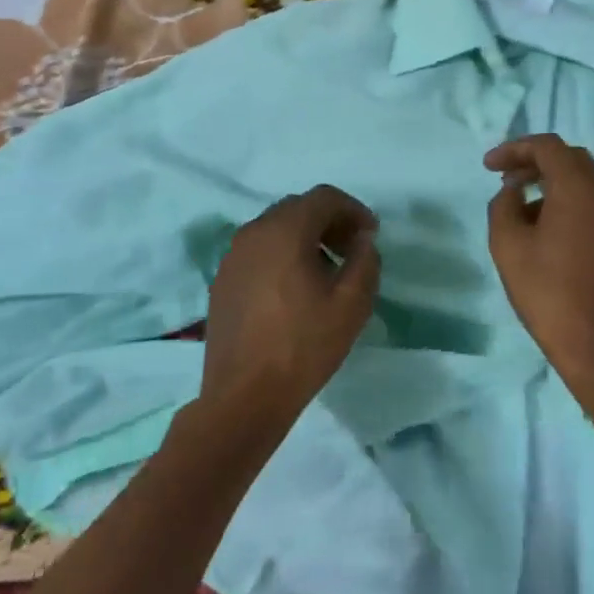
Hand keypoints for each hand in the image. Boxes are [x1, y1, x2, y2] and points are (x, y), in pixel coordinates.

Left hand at [200, 186, 380, 437]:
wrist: (244, 396)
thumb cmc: (304, 346)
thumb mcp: (352, 304)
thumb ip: (365, 260)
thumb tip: (362, 240)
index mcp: (284, 231)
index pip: (324, 197)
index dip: (353, 209)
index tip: (371, 235)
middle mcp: (253, 233)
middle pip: (297, 208)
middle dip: (329, 222)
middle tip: (352, 250)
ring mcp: (232, 257)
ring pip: (275, 229)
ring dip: (305, 238)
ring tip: (326, 272)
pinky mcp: (222, 281)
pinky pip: (258, 252)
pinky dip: (282, 255)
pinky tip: (294, 290)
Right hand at [485, 135, 593, 388]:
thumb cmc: (546, 290)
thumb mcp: (508, 244)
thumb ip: (503, 204)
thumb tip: (513, 190)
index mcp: (578, 188)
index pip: (547, 147)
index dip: (514, 149)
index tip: (487, 166)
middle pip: (568, 157)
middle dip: (533, 160)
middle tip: (504, 177)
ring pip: (581, 177)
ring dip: (549, 178)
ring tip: (517, 199)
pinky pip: (589, 199)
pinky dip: (564, 196)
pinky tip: (540, 222)